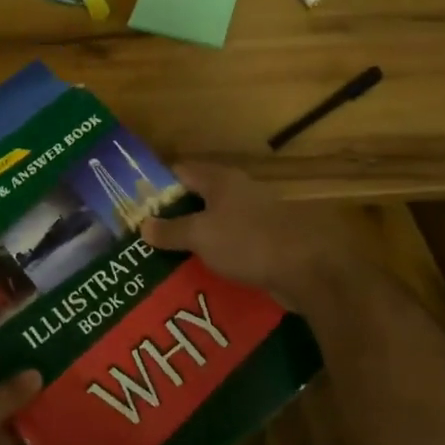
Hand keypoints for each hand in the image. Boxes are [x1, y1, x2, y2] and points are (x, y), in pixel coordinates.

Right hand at [141, 163, 375, 309]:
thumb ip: (170, 230)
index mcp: (220, 180)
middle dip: (172, 215)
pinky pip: (230, 245)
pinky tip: (199, 272)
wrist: (309, 270)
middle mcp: (237, 192)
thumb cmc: (249, 242)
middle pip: (196, 197)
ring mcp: (254, 217)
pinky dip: (214, 254)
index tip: (135, 203)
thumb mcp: (200, 235)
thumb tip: (144, 226)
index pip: (179, 171)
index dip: (156, 184)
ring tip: (166, 256)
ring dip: (193, 237)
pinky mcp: (265, 242)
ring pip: (213, 223)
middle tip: (145, 234)